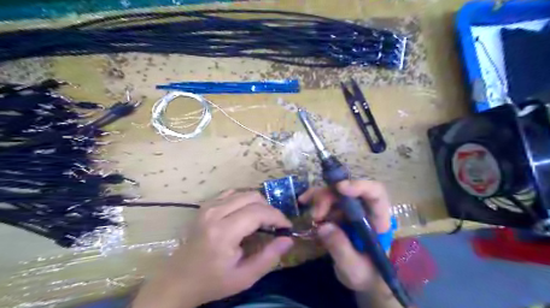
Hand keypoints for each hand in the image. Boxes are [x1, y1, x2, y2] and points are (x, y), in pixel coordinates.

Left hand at [131, 190, 294, 307]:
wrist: (178, 280)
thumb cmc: (212, 281)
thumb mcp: (244, 277)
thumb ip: (269, 257)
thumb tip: (288, 239)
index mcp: (223, 232)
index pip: (258, 212)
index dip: (277, 217)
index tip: (286, 227)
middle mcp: (215, 212)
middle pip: (253, 197)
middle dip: (269, 209)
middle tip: (275, 225)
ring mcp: (209, 206)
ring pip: (244, 192)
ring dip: (258, 204)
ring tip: (262, 221)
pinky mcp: (206, 205)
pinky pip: (232, 193)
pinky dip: (244, 200)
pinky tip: (246, 214)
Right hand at [299, 179, 392, 291]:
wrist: (362, 280)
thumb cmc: (366, 275)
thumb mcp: (354, 268)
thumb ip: (341, 249)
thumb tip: (323, 226)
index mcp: (378, 221)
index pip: (375, 194)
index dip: (360, 186)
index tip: (340, 188)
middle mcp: (365, 210)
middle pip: (349, 191)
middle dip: (329, 196)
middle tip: (316, 214)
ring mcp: (351, 211)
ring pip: (335, 192)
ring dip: (319, 197)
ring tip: (308, 209)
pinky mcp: (339, 213)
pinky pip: (326, 200)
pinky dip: (313, 199)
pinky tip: (303, 202)